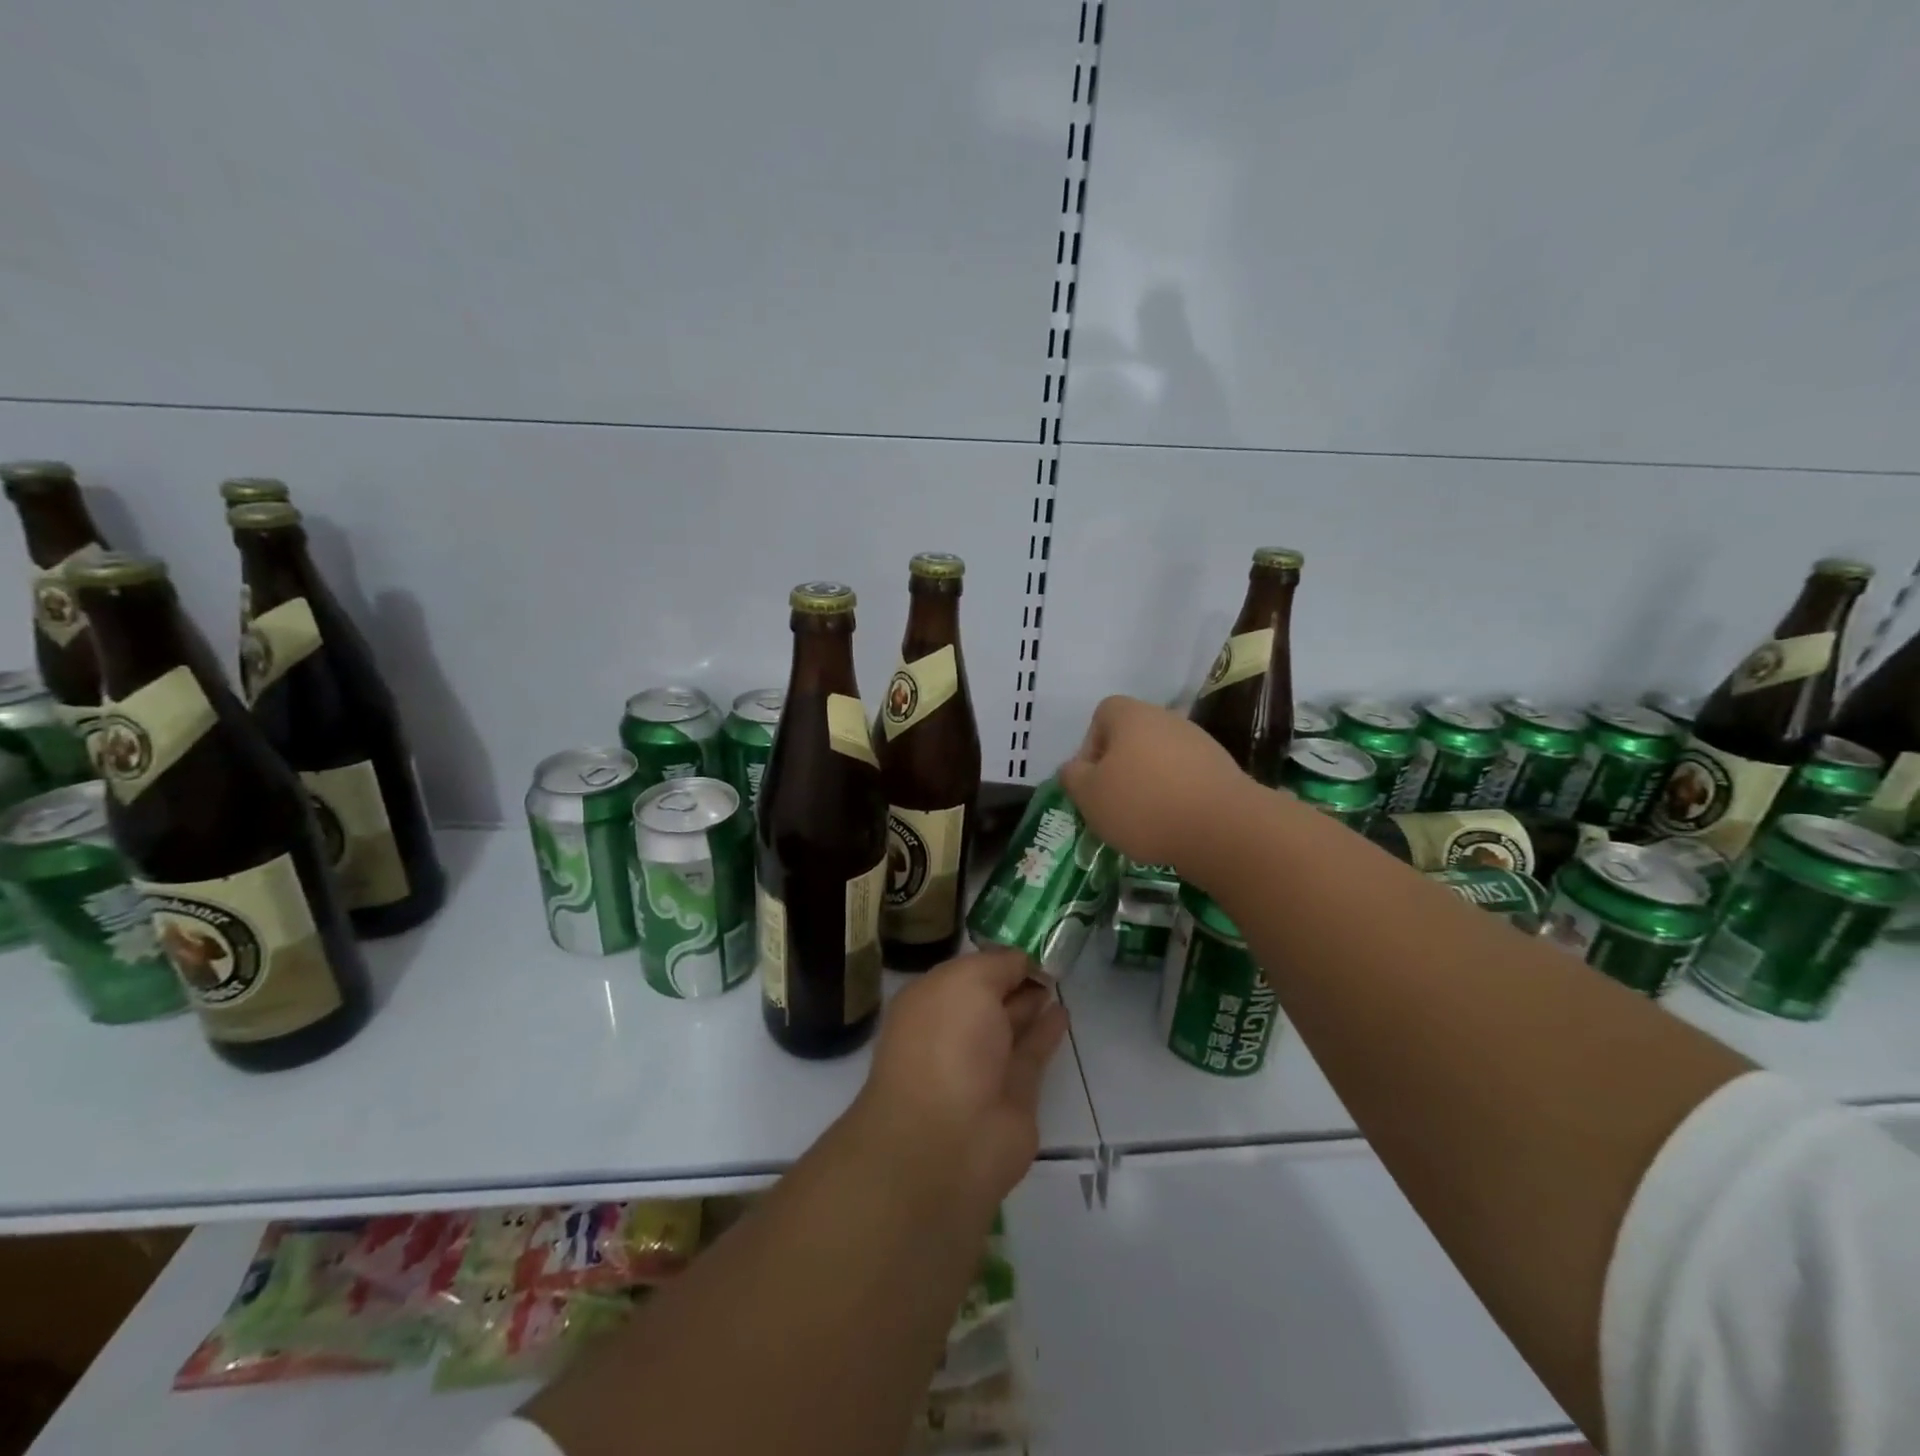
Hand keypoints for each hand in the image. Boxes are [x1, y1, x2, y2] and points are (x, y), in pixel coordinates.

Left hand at [856, 948, 1067, 1204]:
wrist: (950, 1138)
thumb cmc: (946, 1042)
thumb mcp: (968, 981)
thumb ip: (997, 964)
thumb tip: (1021, 961)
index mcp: (928, 1002)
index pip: (965, 971)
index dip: (994, 957)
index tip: (1028, 939)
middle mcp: (951, 1031)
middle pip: (987, 997)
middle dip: (1013, 978)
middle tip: (1049, 958)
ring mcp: (981, 1066)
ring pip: (1010, 1026)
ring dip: (1031, 1004)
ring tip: (1059, 979)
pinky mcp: (1012, 1095)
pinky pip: (1031, 1054)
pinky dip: (1047, 1033)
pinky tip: (1064, 1012)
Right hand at [1059, 695, 1248, 874]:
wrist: (1223, 829)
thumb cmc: (1143, 805)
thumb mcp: (1089, 796)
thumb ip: (1073, 777)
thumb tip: (1074, 768)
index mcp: (1132, 715)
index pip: (1102, 714)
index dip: (1090, 745)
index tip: (1091, 780)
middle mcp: (1167, 719)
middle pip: (1132, 738)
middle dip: (1119, 769)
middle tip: (1112, 805)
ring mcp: (1200, 743)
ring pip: (1160, 760)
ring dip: (1148, 785)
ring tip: (1143, 822)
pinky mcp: (1223, 771)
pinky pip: (1186, 779)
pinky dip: (1175, 798)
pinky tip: (1173, 826)